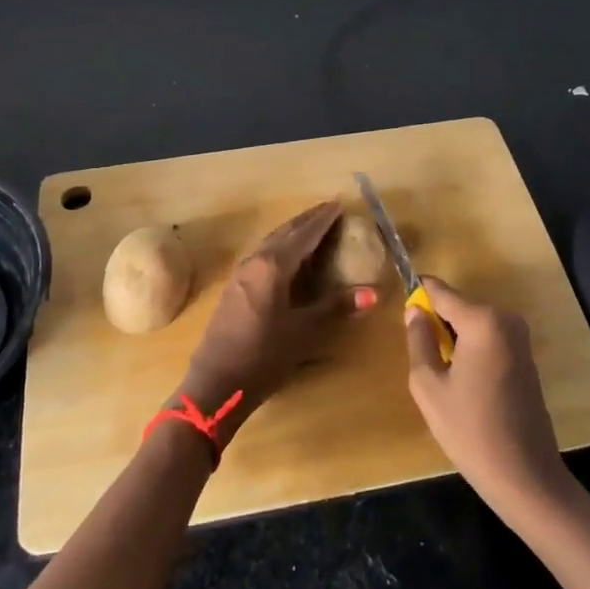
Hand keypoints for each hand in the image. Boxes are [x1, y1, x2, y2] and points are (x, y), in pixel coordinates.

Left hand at [177, 200, 374, 441]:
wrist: (216, 382)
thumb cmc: (264, 356)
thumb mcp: (304, 331)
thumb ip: (336, 307)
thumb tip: (373, 293)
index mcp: (273, 266)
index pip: (304, 235)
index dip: (323, 220)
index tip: (339, 205)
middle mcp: (255, 260)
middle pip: (285, 232)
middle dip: (308, 219)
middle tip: (329, 209)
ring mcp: (241, 272)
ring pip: (271, 240)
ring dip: (292, 231)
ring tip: (312, 227)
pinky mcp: (234, 286)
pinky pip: (262, 253)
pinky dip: (279, 245)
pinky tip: (287, 255)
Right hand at [405, 278, 567, 520]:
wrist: (525, 476)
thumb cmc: (470, 430)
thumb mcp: (429, 385)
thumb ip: (418, 340)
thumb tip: (414, 311)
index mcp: (482, 320)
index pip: (440, 291)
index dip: (418, 296)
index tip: (402, 315)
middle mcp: (505, 318)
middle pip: (458, 305)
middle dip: (437, 323)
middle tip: (423, 359)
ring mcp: (520, 337)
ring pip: (473, 322)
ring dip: (454, 338)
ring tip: (443, 377)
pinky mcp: (526, 356)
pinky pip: (488, 338)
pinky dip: (472, 350)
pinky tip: (465, 385)